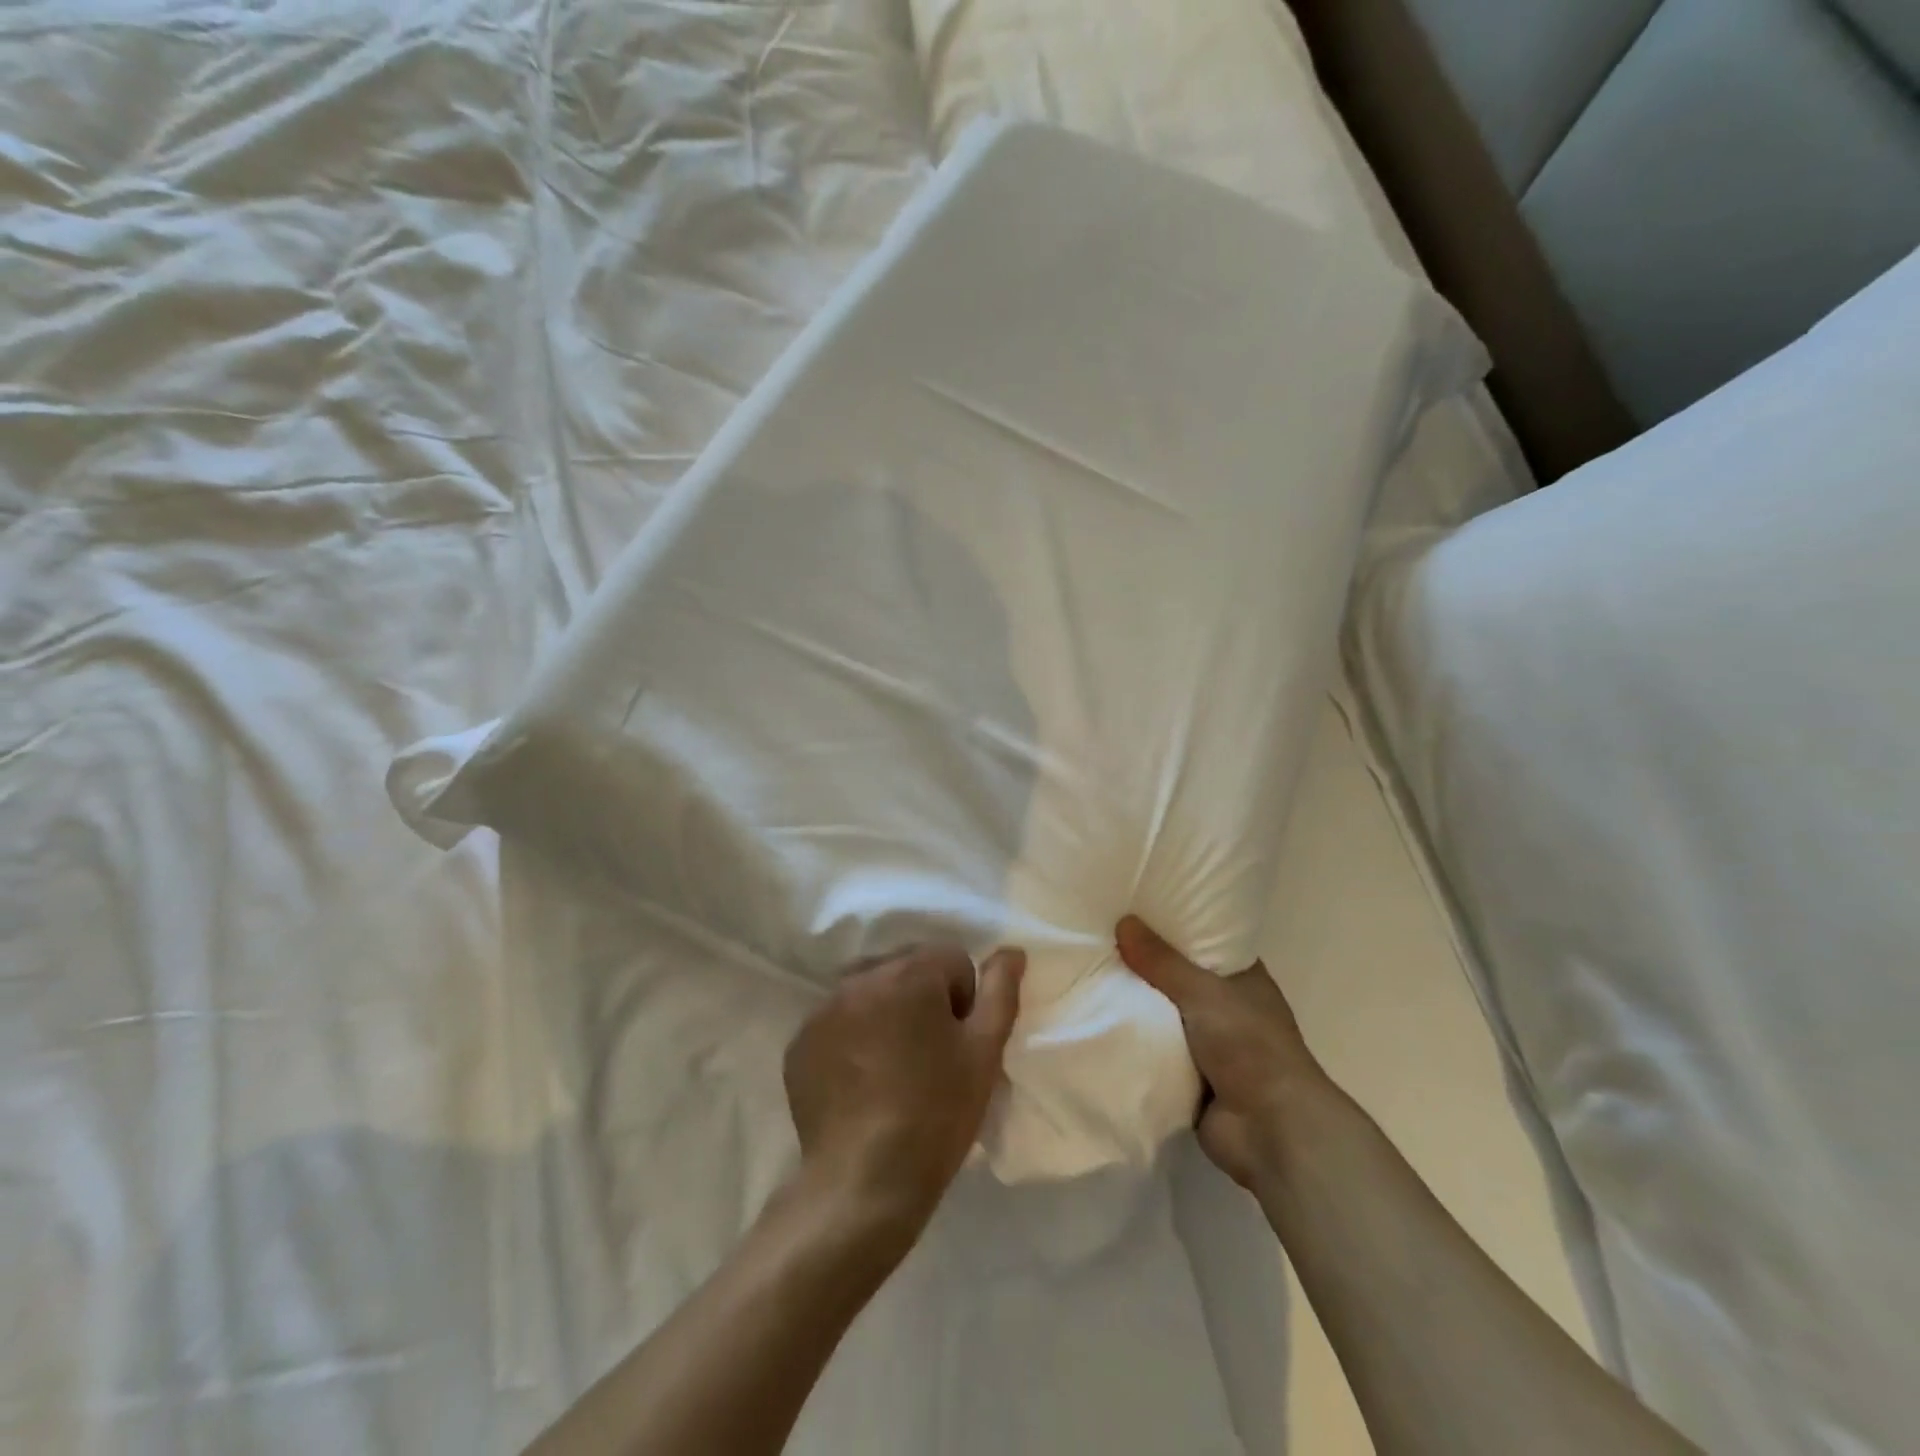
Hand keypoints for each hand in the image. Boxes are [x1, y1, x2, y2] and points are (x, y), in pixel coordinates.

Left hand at [784, 945, 1023, 1241]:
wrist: (864, 1181)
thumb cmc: (936, 1113)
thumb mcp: (984, 1052)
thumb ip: (1000, 991)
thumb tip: (1011, 951)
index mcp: (910, 973)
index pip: (951, 960)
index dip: (963, 1001)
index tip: (958, 1043)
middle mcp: (861, 977)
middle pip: (906, 968)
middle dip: (922, 998)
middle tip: (928, 1055)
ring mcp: (824, 1009)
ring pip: (869, 991)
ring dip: (885, 1011)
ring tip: (892, 1066)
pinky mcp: (800, 1041)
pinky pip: (838, 1020)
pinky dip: (852, 1036)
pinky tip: (861, 1081)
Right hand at [1116, 916, 1332, 1191]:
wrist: (1270, 1130)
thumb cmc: (1249, 1046)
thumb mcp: (1204, 992)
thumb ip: (1162, 961)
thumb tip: (1124, 922)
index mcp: (1243, 979)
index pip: (1206, 942)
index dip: (1175, 927)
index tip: (1137, 911)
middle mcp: (1227, 1008)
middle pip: (1178, 979)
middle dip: (1145, 966)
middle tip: (1102, 940)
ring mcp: (1209, 1045)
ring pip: (1163, 1015)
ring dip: (1136, 1006)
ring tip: (1090, 974)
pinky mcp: (1190, 1077)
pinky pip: (1154, 1050)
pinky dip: (1134, 1042)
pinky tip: (1098, 1021)